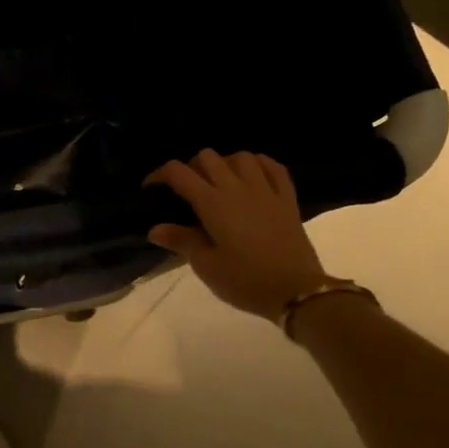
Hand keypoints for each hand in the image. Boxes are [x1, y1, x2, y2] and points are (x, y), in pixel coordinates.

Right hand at [145, 150, 330, 319]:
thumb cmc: (245, 280)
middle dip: (191, 167)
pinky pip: (273, 167)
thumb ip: (181, 241)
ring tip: (220, 182)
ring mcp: (265, 189)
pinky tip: (253, 176)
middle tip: (187, 190)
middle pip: (207, 157)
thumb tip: (155, 229)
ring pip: (241, 156)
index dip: (160, 175)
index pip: (179, 173)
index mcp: (212, 203)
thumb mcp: (206, 266)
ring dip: (225, 163)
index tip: (151, 189)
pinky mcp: (287, 198)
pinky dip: (259, 164)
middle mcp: (236, 187)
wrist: (296, 290)